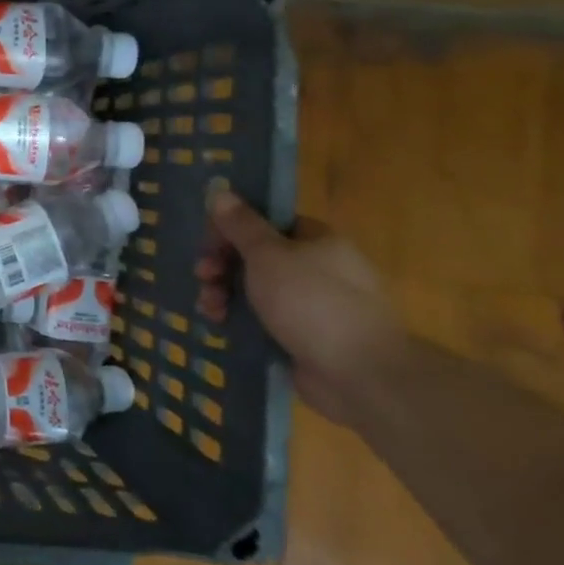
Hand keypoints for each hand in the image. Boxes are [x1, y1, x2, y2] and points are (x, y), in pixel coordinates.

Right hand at [196, 189, 404, 424]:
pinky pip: (261, 318)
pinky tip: (221, 324)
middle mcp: (316, 268)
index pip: (265, 222)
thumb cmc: (312, 302)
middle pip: (255, 255)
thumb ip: (241, 224)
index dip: (231, 229)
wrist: (361, 375)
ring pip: (254, 288)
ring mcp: (311, 305)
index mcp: (317, 241)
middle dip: (221, 264)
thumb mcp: (268, 255)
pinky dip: (238, 318)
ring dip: (223, 293)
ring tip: (210, 308)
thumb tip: (220, 189)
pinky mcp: (302, 336)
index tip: (207, 244)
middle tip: (202, 276)